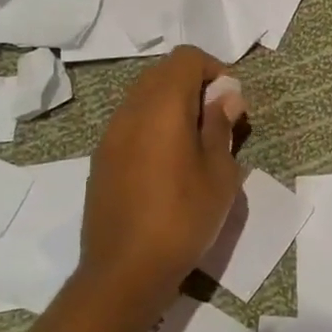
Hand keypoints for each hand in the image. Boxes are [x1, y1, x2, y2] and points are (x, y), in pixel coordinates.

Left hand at [78, 47, 245, 320]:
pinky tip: (167, 165)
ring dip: (171, 106)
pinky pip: (130, 123)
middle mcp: (130, 111)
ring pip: (143, 97)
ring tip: (195, 144)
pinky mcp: (100, 159)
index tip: (230, 101)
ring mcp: (110, 135)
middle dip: (193, 85)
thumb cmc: (183, 219)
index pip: (186, 58)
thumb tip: (225, 96)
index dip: (213, 69)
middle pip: (162, 73)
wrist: (124, 272)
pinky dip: (152, 126)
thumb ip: (220, 126)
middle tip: (217, 121)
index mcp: (162, 107)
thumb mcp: (219, 174)